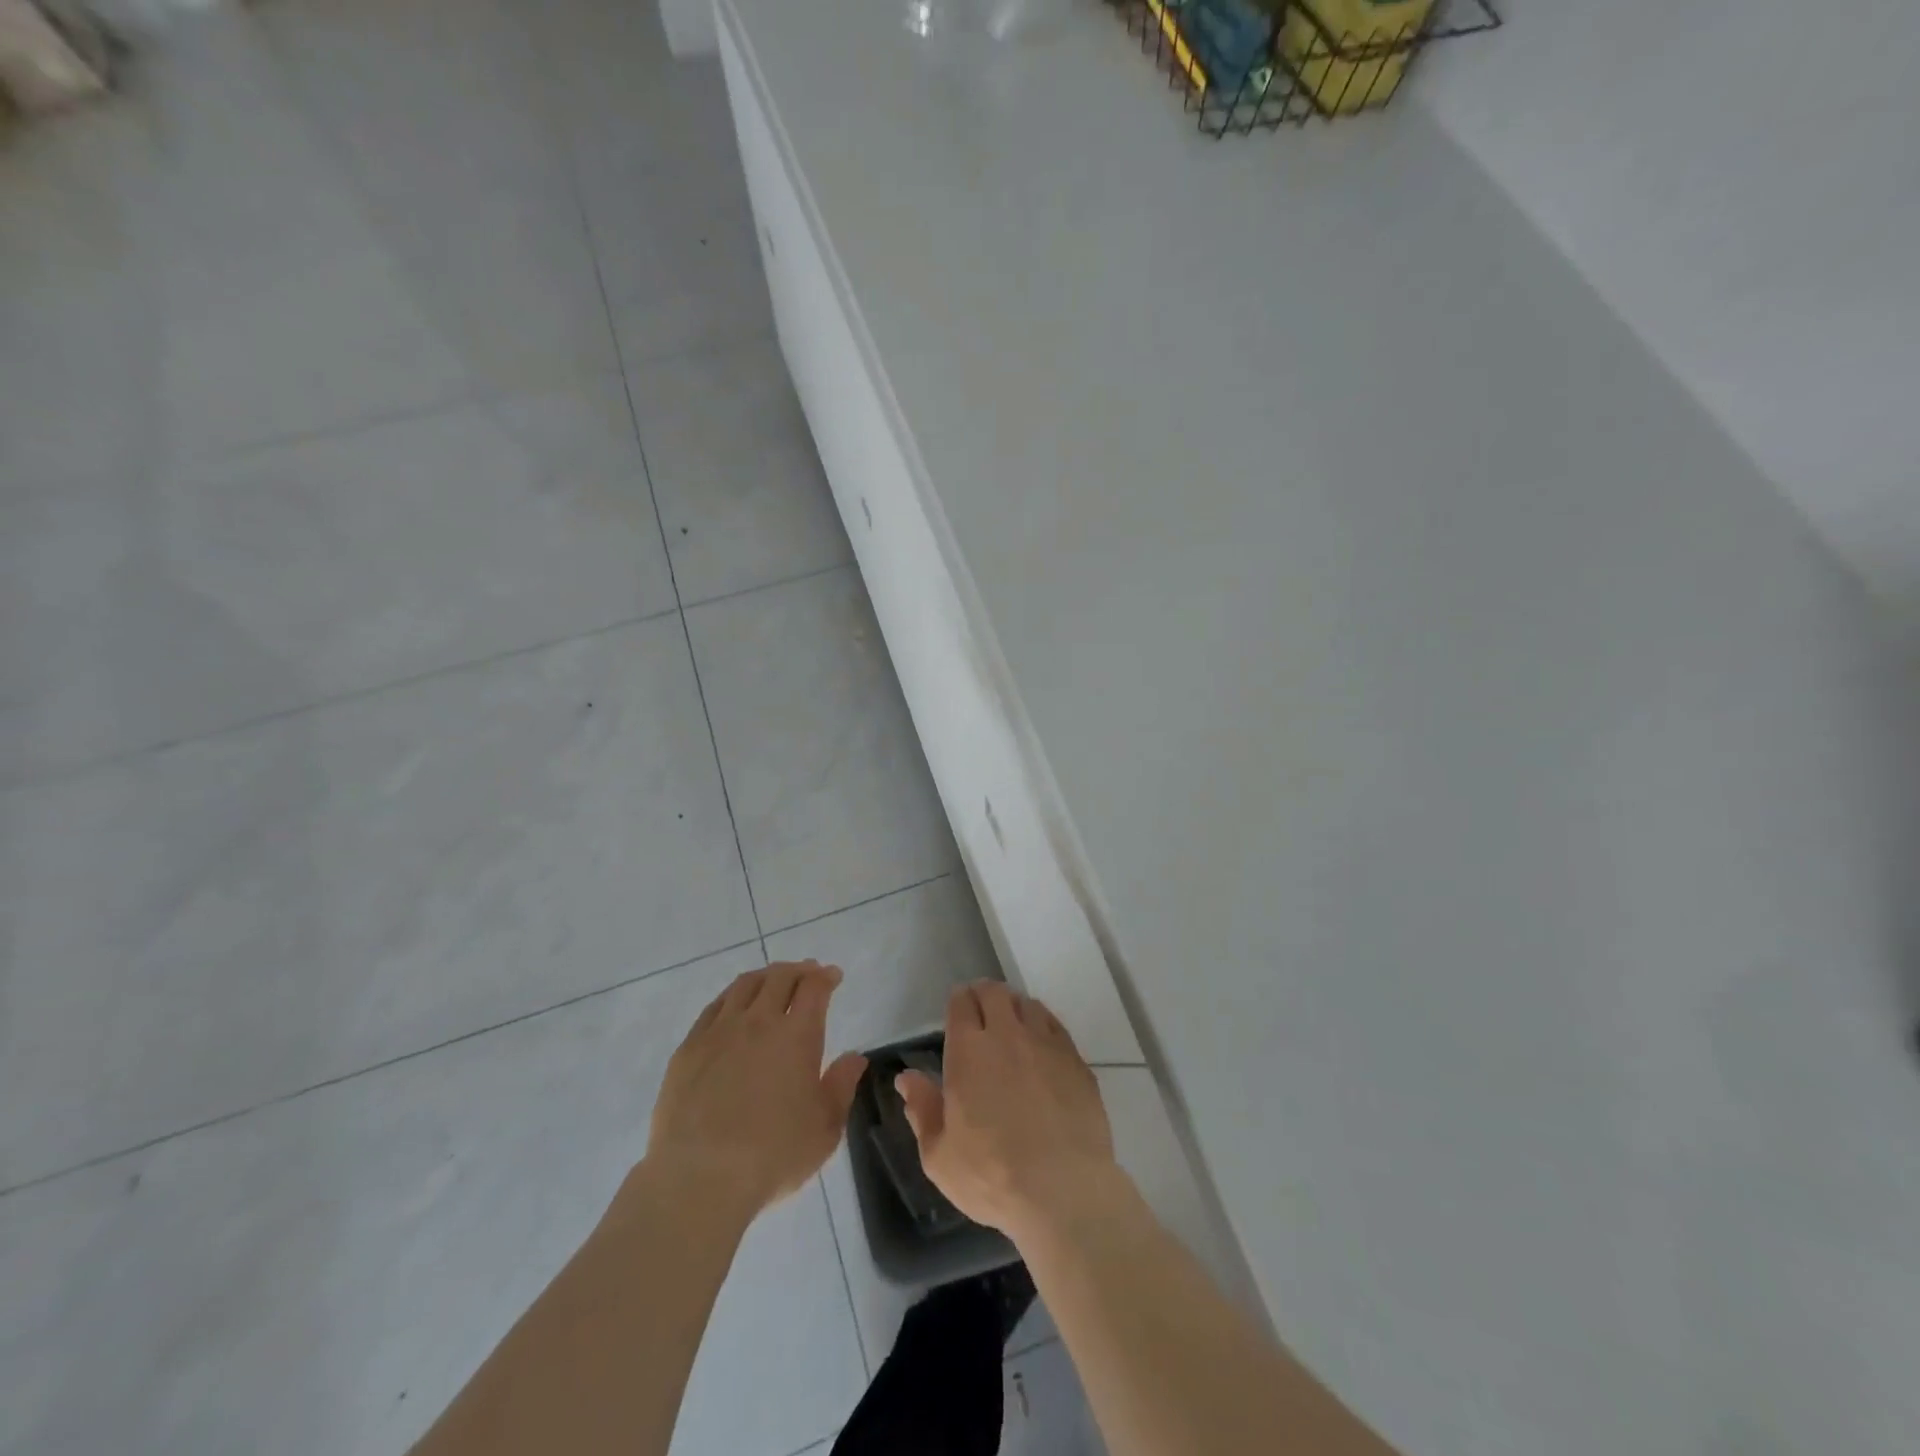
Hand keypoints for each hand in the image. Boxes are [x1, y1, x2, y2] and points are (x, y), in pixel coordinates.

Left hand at [645, 961, 866, 1220]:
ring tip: (772, 981)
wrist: (699, 1178)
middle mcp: (759, 1022)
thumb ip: (841, 1086)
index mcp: (797, 1035)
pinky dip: (731, 997)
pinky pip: (714, 1007)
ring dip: (765, 976)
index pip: (814, 988)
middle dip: (798, 970)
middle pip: (779, 977)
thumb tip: (855, 1057)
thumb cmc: (773, 1155)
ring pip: (745, 986)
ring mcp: (719, 1032)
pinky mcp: (689, 1048)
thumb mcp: (824, 1128)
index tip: (832, 976)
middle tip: (807, 974)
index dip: (825, 977)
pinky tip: (733, 1006)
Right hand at [895, 982, 1122, 1240]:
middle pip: (995, 993)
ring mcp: (1046, 1044)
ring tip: (1011, 1024)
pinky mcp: (1075, 1060)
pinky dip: (1042, 1025)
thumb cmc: (992, 1176)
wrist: (1063, 1191)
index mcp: (969, 1051)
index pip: (962, 1003)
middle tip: (980, 1010)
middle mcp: (1007, 1035)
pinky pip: (1055, 1025)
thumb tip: (907, 1078)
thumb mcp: (939, 1155)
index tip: (957, 1009)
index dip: (958, 1001)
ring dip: (1014, 1007)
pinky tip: (1040, 1044)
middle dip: (983, 995)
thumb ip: (922, 1109)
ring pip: (1027, 1004)